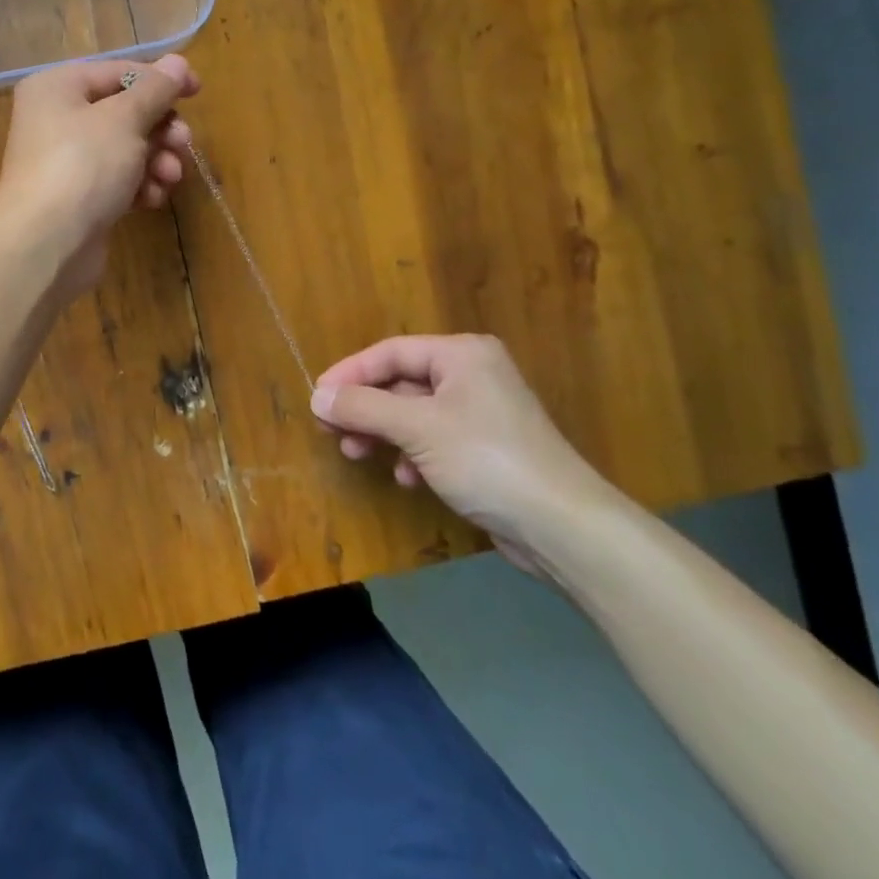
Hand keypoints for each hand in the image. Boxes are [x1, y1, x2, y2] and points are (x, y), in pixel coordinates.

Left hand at [0, 56, 199, 298]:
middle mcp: (56, 119)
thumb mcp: (124, 119)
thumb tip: (178, 62)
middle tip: (183, 144)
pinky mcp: (78, 197)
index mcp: (57, 88)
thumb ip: (155, 90)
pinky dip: (138, 186)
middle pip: (124, 113)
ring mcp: (66, 161)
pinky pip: (117, 180)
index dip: (160, 80)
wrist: (46, 244)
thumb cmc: (83, 166)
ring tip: (170, 177)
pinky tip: (151, 199)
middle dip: (160, 129)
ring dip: (156, 160)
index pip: (118, 72)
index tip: (197, 91)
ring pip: (126, 149)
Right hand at [310, 335, 626, 578]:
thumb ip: (363, 407)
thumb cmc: (486, 459)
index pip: (390, 352)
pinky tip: (407, 479)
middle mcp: (472, 374)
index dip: (350, 373)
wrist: (562, 526)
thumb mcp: (416, 428)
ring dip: (383, 433)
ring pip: (414, 413)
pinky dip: (413, 454)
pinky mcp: (486, 449)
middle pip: (401, 382)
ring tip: (357, 454)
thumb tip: (316, 396)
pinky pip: (434, 439)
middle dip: (365, 407)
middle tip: (331, 429)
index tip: (317, 398)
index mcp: (461, 354)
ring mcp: (481, 413)